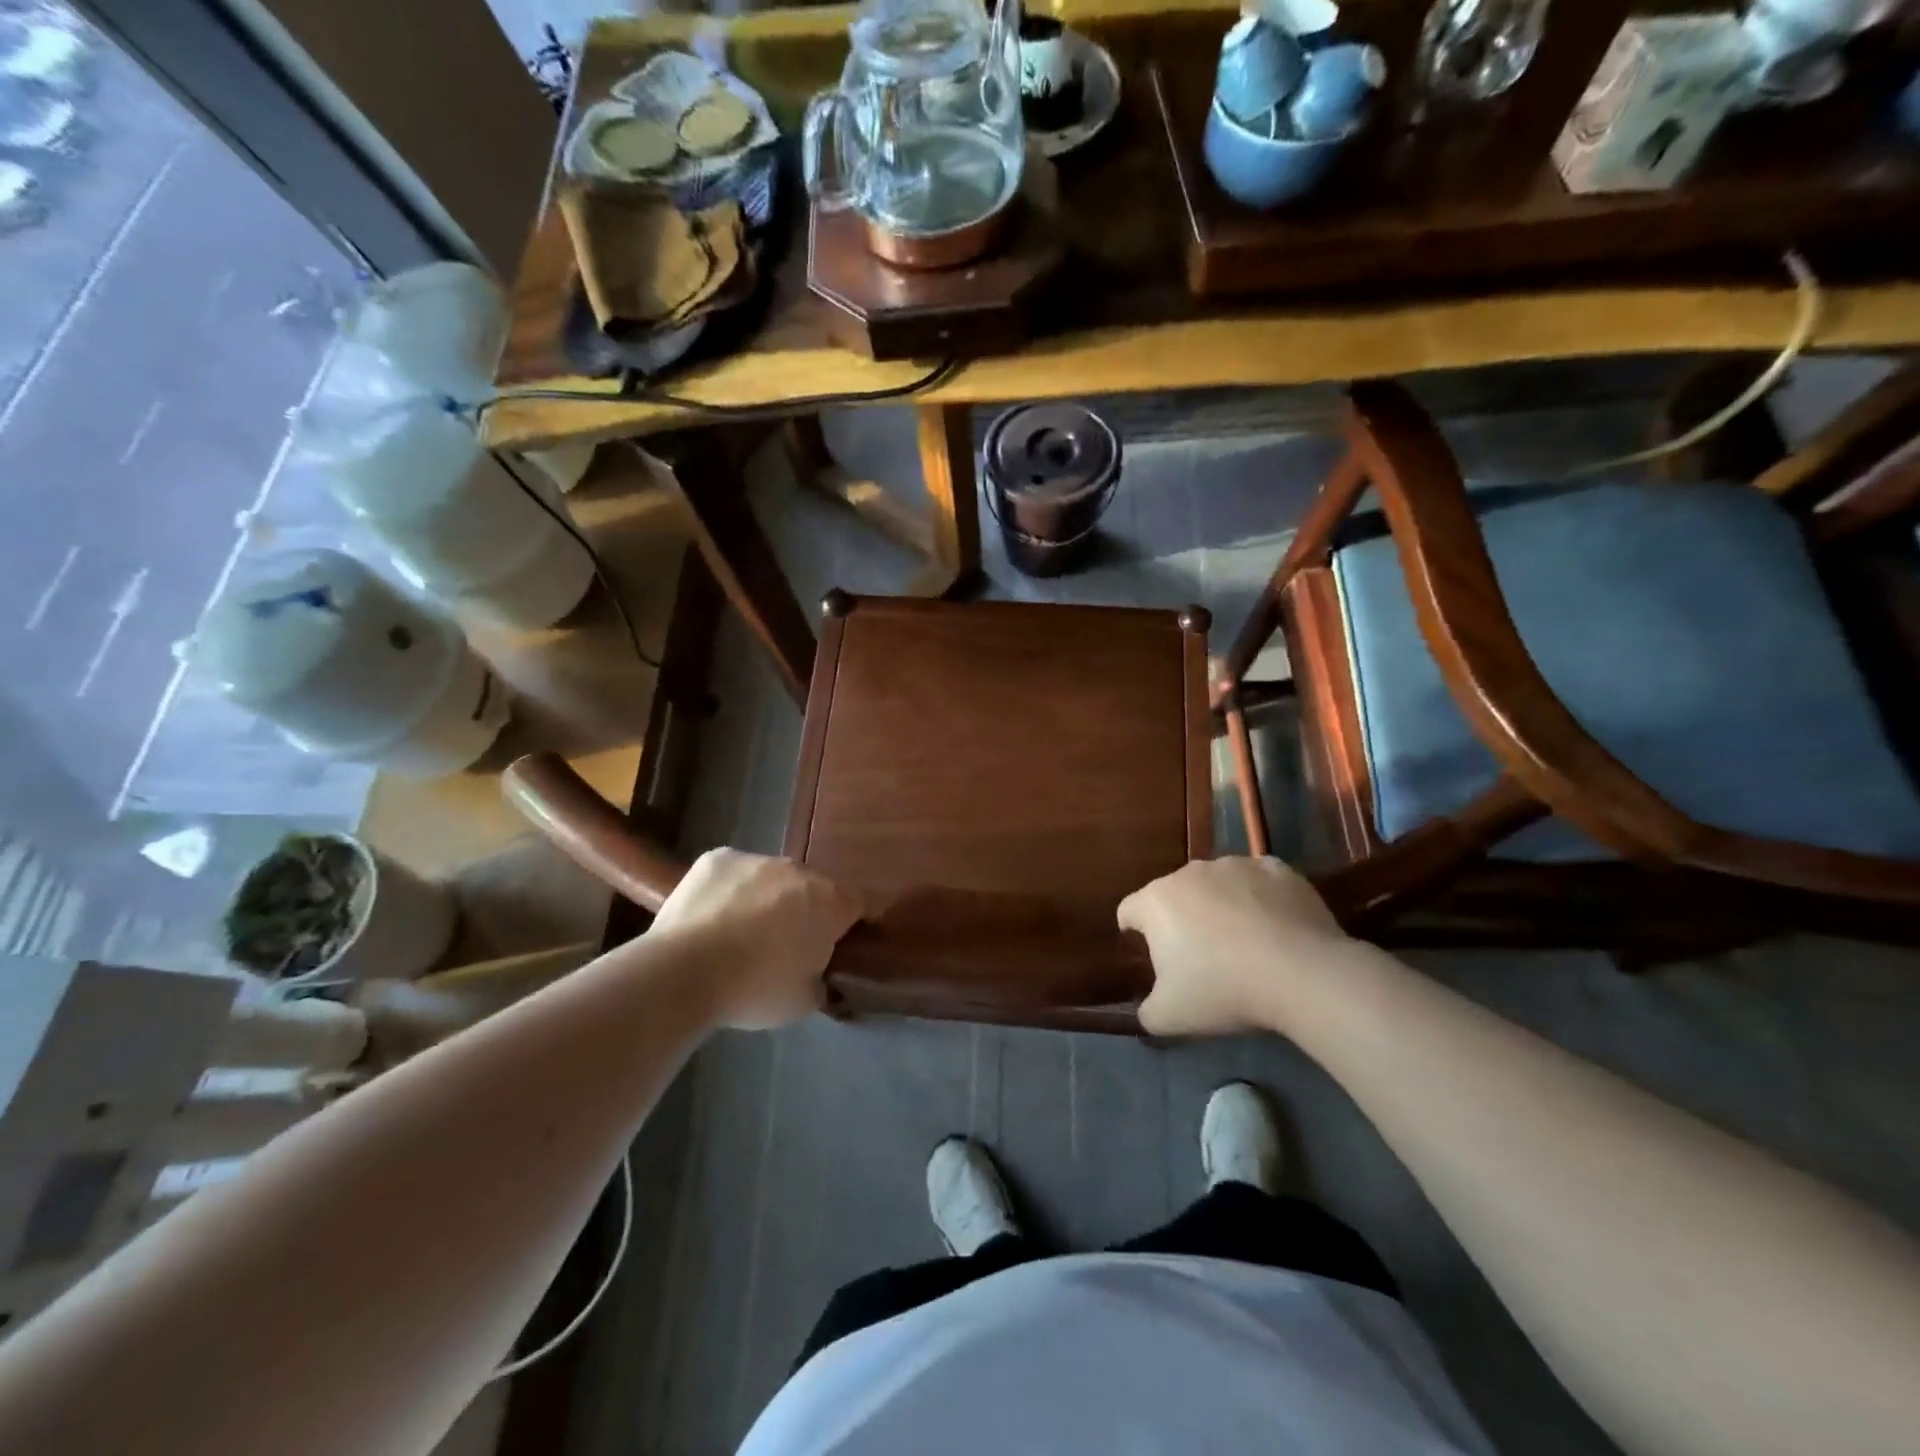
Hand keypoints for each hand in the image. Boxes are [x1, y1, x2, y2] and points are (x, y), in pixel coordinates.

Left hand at [650, 849, 862, 1029]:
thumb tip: (818, 977)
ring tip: (740, 933)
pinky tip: (712, 918)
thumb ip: (820, 981)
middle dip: (805, 911)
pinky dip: (730, 890)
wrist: (683, 972)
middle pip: (813, 888)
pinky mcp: (718, 858)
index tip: (837, 946)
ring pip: (771, 878)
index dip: (852, 924)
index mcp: (830, 902)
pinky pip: (734, 873)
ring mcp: (757, 859)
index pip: (859, 904)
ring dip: (767, 899)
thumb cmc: (753, 990)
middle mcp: (799, 871)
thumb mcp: (803, 1002)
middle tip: (785, 945)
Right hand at [1118, 857, 1355, 1036]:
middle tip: (1200, 958)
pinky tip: (1275, 927)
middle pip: (1173, 894)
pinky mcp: (1277, 868)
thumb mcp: (1169, 1017)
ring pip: (1216, 884)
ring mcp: (1235, 865)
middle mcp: (1189, 872)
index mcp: (1156, 901)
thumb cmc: (1223, 990)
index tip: (1151, 958)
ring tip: (1244, 944)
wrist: (1302, 973)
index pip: (1128, 911)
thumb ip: (1146, 1011)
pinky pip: (1258, 881)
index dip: (1134, 933)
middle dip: (1180, 919)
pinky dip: (1260, 898)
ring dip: (1219, 906)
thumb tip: (1147, 1008)